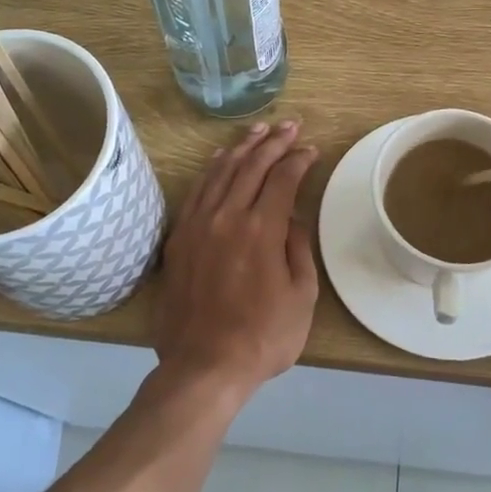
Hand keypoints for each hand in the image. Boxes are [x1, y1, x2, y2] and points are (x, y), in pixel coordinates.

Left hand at [152, 120, 319, 394]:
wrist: (204, 366)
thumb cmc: (263, 337)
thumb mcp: (302, 297)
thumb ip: (299, 249)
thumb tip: (292, 219)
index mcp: (262, 229)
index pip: (283, 178)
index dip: (299, 159)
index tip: (311, 149)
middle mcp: (228, 216)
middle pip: (252, 166)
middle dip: (274, 141)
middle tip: (290, 125)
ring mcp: (199, 225)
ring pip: (222, 172)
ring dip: (243, 147)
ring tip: (259, 130)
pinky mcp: (180, 238)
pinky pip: (197, 191)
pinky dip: (212, 169)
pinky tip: (220, 159)